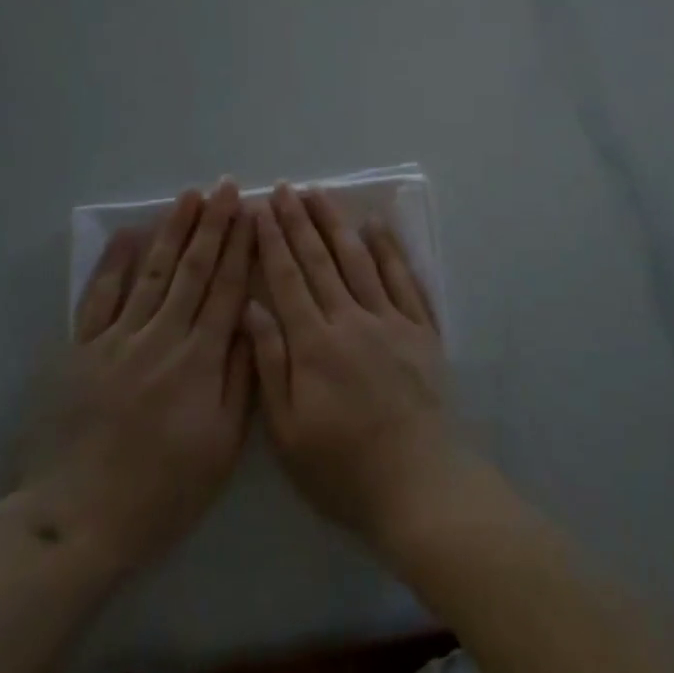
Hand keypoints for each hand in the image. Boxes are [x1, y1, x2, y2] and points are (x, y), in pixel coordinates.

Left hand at [13, 179, 254, 581]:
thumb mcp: (220, 447)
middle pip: (193, 270)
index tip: (254, 213)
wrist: (76, 523)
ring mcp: (117, 340)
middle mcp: (161, 337)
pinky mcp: (80, 351)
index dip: (243, 248)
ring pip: (151, 272)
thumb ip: (240, 378)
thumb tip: (253, 320)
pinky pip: (99, 297)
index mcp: (199, 360)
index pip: (228, 289)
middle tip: (226, 186)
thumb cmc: (161, 492)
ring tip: (189, 196)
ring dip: (172, 231)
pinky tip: (129, 234)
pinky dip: (114, 263)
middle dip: (213, 224)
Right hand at [245, 184, 472, 553]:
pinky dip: (390, 249)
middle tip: (285, 188)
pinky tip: (377, 226)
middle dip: (300, 221)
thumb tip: (251, 308)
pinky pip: (404, 278)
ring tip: (320, 194)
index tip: (261, 209)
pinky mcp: (421, 329)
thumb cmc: (343, 468)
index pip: (288, 279)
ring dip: (338, 224)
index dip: (272, 241)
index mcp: (315, 344)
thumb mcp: (289, 431)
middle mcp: (352, 319)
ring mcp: (391, 320)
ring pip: (360, 259)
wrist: (418, 484)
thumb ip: (270, 365)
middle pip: (321, 260)